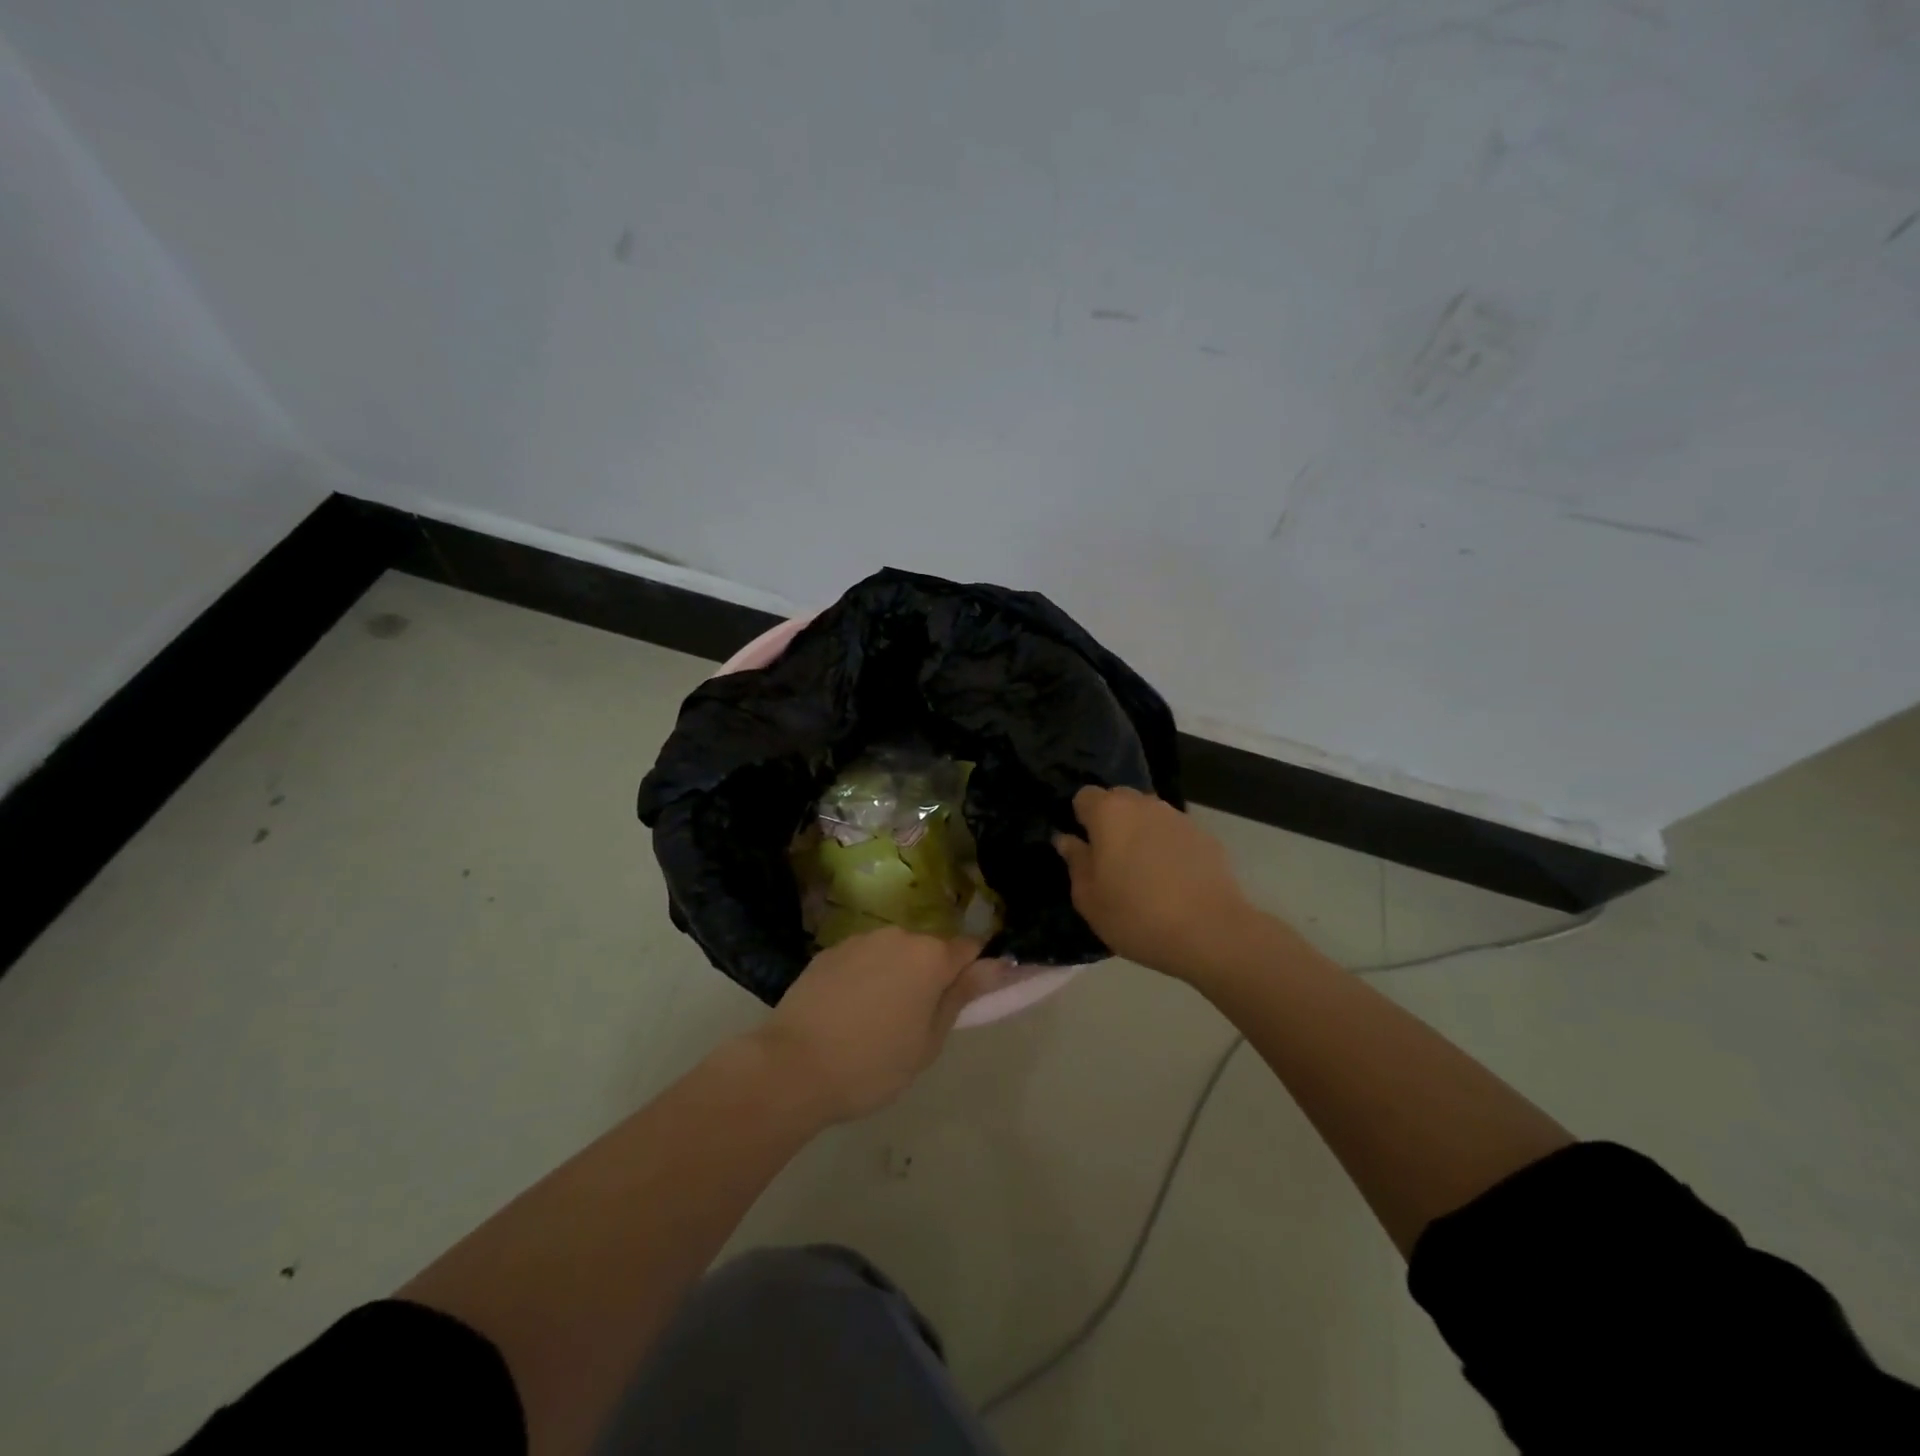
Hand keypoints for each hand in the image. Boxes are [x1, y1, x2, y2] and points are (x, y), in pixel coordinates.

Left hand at [750, 929, 995, 1124]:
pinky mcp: (829, 951)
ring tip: (876, 1018)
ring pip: (893, 952)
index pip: (969, 949)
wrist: (792, 1067)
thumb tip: (997, 964)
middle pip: (928, 949)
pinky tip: (847, 1011)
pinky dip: (864, 977)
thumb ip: (962, 997)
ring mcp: (859, 940)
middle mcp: (898, 936)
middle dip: (930, 975)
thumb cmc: (872, 1063)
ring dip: (896, 974)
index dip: (973, 972)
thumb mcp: (928, 1042)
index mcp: (930, 956)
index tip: (965, 999)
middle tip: (916, 1020)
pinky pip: (862, 958)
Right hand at [1054, 786, 1256, 977]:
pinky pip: (1175, 834)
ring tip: (1144, 872)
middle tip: (1110, 861)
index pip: (1084, 796)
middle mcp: (1144, 804)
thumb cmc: (1137, 916)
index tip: (1084, 848)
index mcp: (1109, 813)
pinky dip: (1168, 847)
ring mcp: (1178, 817)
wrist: (1211, 933)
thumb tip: (1067, 840)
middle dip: (1111, 822)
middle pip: (1118, 800)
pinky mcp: (1206, 836)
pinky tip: (1173, 880)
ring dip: (1141, 833)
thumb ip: (1075, 862)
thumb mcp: (1089, 899)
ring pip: (1149, 815)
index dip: (1081, 819)